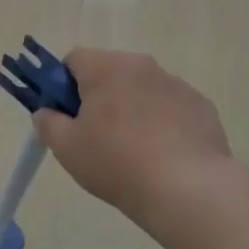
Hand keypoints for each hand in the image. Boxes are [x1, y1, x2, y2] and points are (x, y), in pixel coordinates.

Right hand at [32, 48, 235, 222]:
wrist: (188, 189)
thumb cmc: (117, 162)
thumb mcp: (66, 147)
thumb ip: (47, 123)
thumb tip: (46, 112)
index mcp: (107, 67)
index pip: (73, 59)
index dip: (63, 85)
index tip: (66, 116)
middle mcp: (143, 66)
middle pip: (110, 72)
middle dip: (99, 97)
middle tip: (94, 136)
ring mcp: (177, 85)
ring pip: (141, 90)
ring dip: (131, 109)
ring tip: (133, 152)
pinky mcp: (202, 107)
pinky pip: (170, 108)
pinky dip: (162, 124)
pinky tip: (162, 156)